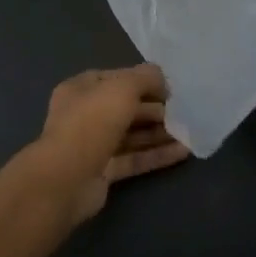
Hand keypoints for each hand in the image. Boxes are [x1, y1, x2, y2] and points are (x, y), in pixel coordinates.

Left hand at [30, 65, 190, 224]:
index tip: (169, 89)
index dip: (142, 81)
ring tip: (188, 132)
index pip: (115, 79)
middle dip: (154, 109)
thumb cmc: (92, 123)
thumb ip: (145, 78)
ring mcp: (93, 146)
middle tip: (182, 112)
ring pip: (132, 135)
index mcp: (80, 90)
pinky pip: (135, 159)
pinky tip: (183, 152)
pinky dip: (157, 155)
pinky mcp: (104, 172)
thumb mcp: (122, 88)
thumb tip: (162, 79)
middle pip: (125, 108)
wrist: (66, 178)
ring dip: (159, 133)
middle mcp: (84, 116)